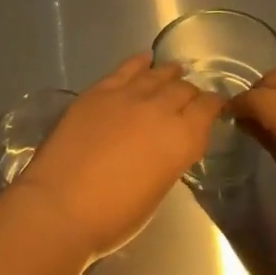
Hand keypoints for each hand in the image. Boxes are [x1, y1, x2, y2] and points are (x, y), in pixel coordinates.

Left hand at [11, 55, 225, 259]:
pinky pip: (124, 70)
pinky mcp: (97, 92)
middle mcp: (160, 110)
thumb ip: (168, 161)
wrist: (60, 204)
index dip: (214, 105)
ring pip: (156, 75)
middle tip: (190, 96)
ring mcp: (126, 96)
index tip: (215, 106)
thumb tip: (165, 147)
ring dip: (168, 73)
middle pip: (183, 89)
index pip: (207, 109)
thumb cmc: (112, 215)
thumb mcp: (157, 192)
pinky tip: (144, 59)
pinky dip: (138, 63)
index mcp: (182, 139)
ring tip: (174, 71)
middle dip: (190, 92)